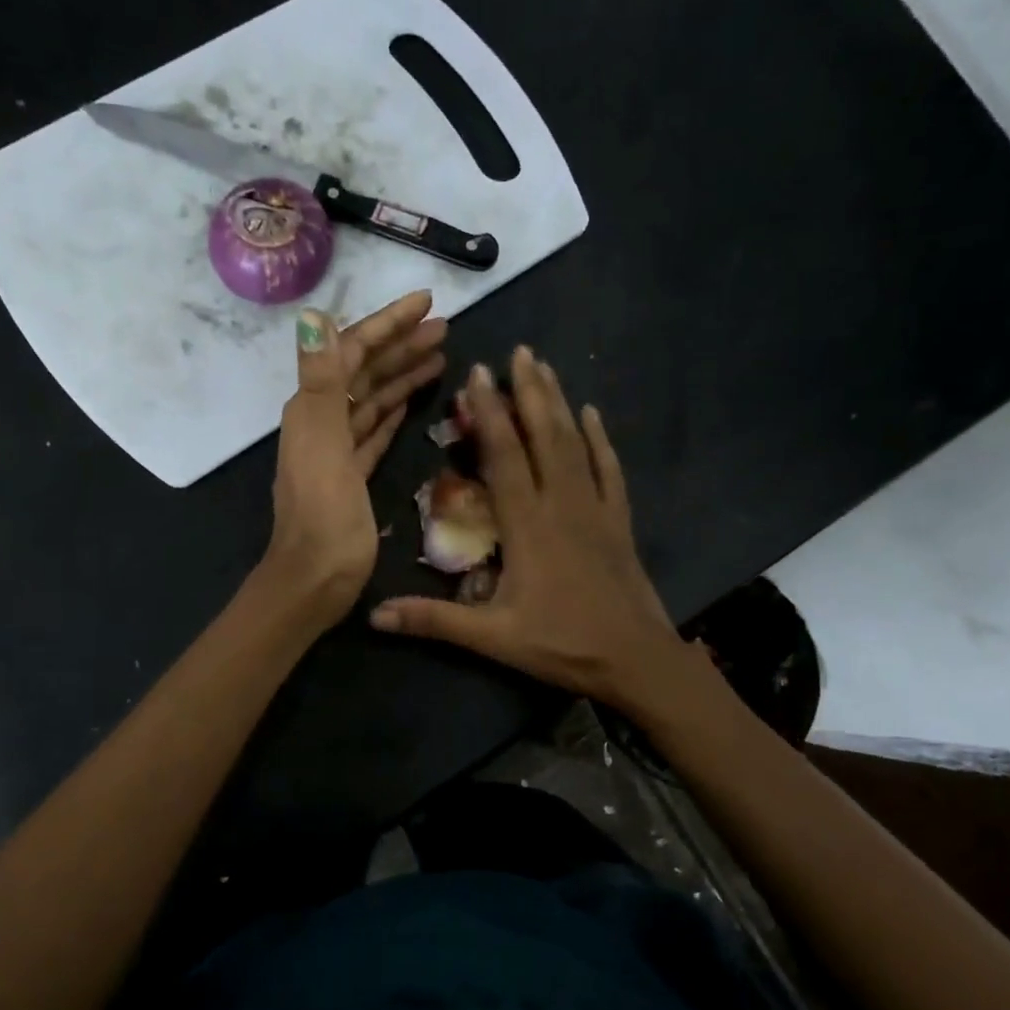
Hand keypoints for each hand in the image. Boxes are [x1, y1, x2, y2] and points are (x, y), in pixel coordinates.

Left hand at [260, 290, 445, 625]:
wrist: (315, 580)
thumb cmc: (324, 516)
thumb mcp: (323, 444)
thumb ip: (321, 380)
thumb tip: (312, 315)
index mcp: (315, 408)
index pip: (352, 350)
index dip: (388, 324)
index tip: (427, 302)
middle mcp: (323, 421)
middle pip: (365, 372)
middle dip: (402, 346)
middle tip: (445, 328)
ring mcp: (337, 450)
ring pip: (373, 400)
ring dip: (402, 376)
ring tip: (441, 358)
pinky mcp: (351, 475)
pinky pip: (375, 432)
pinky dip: (392, 412)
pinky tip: (410, 402)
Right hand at [370, 346, 688, 710]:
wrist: (635, 659)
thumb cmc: (561, 645)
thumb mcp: (492, 638)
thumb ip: (433, 621)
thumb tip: (374, 615)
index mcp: (527, 525)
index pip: (504, 456)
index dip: (489, 413)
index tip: (478, 373)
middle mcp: (561, 504)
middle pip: (543, 436)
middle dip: (528, 391)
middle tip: (519, 351)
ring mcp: (595, 509)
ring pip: (575, 444)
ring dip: (559, 403)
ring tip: (545, 367)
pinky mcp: (618, 521)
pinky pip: (609, 470)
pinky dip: (600, 439)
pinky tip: (594, 414)